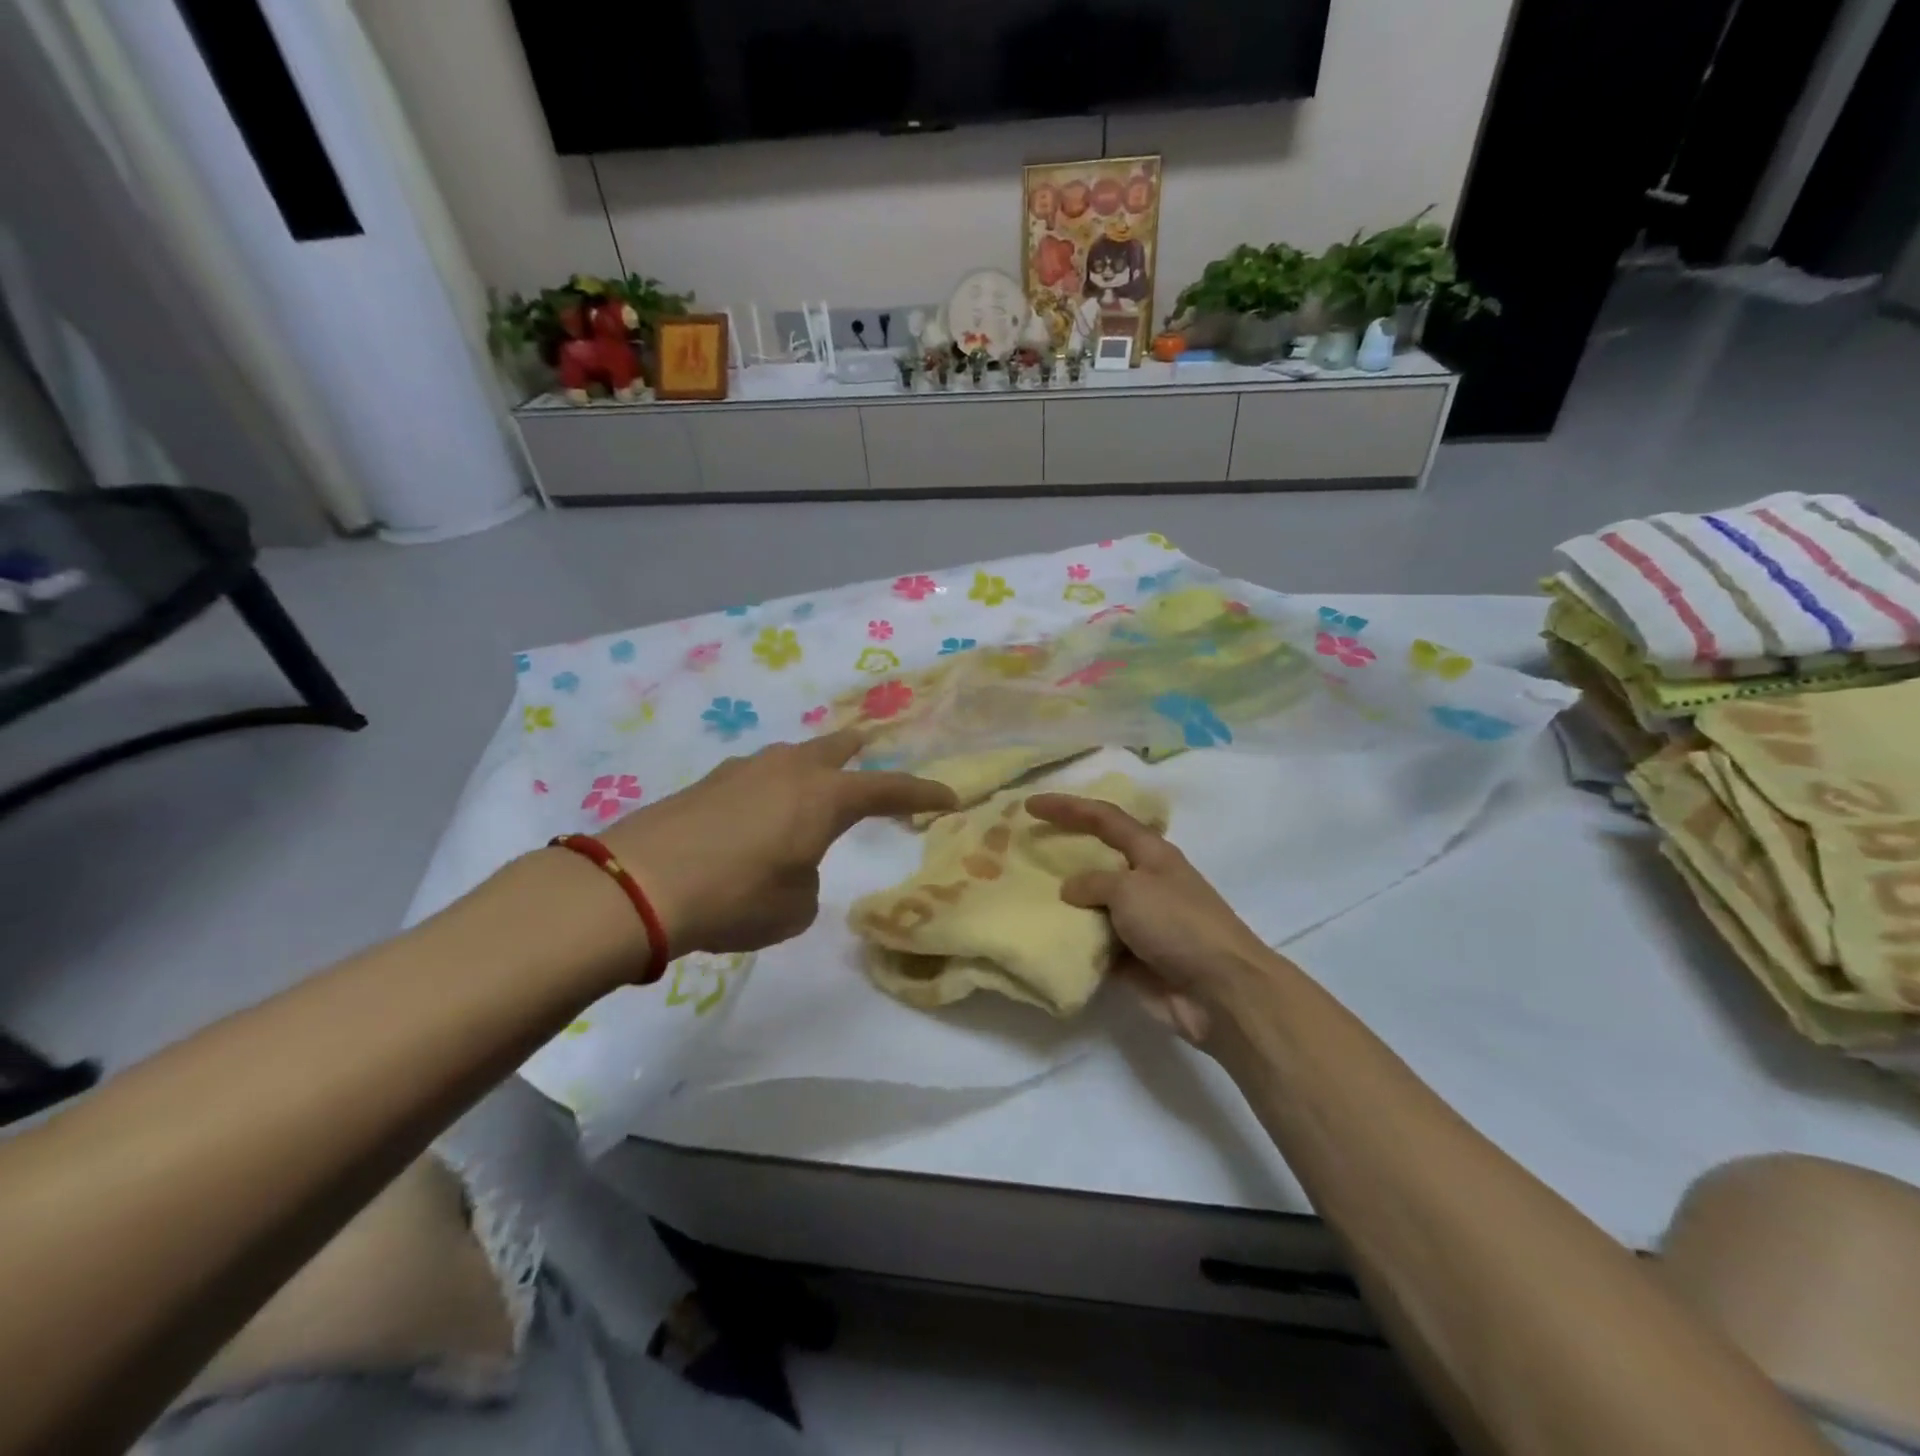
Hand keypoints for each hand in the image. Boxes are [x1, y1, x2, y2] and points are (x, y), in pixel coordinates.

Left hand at [602, 729, 955, 959]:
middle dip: (859, 750)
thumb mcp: (795, 908)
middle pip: (836, 747)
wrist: (639, 885)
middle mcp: (790, 770)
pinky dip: (769, 787)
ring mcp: (744, 769)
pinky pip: (756, 776)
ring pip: (791, 757)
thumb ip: (808, 880)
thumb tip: (791, 864)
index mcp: (824, 796)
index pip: (889, 789)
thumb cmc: (736, 897)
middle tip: (872, 745)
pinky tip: (757, 810)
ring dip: (809, 767)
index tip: (949, 796)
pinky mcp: (708, 782)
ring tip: (811, 783)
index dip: (922, 793)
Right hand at [1026, 792, 1274, 1043]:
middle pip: (1096, 861)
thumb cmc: (1178, 925)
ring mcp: (1140, 923)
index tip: (1029, 806)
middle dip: (1062, 855)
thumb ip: (1093, 884)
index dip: (1068, 808)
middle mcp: (1145, 883)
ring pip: (1092, 905)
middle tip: (1024, 852)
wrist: (1221, 992)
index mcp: (1151, 854)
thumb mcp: (1131, 890)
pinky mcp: (1133, 959)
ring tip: (1022, 899)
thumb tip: (1070, 890)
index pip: (1104, 819)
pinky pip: (1095, 944)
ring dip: (1064, 904)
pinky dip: (1074, 942)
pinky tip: (1043, 941)